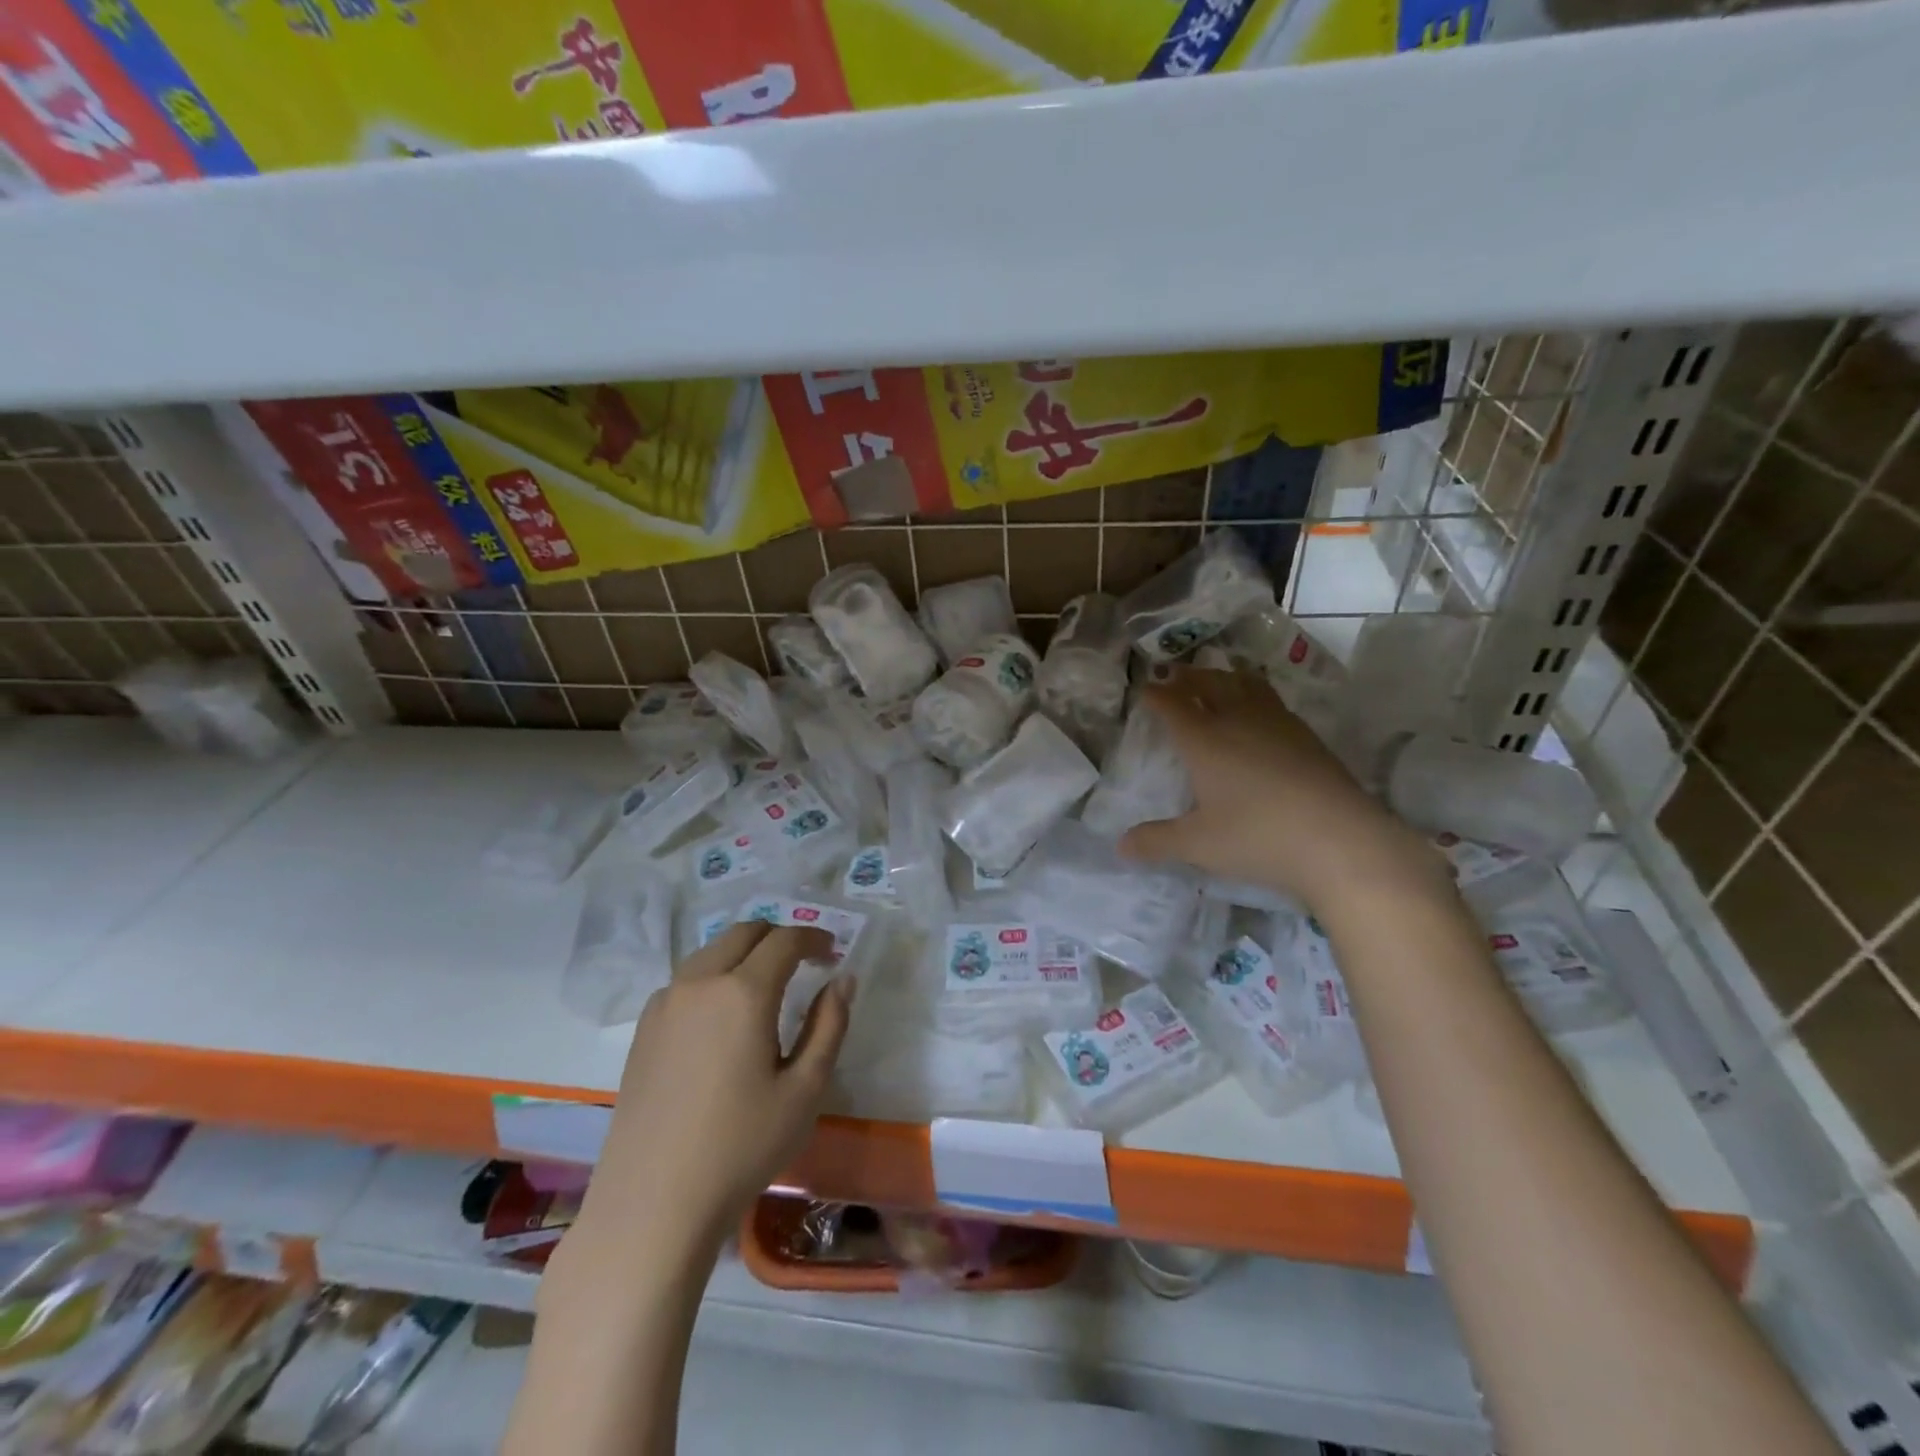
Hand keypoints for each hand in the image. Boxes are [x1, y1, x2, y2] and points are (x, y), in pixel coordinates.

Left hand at [579, 922, 851, 1255]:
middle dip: (779, 937)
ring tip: (767, 985)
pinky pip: (687, 979)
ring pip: (711, 951)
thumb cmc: (741, 1147)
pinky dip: (715, 975)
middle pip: (744, 932)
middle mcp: (700, 982)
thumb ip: (829, 1025)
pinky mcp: (644, 1028)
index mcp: (743, 991)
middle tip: (805, 963)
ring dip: (745, 953)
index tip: (833, 953)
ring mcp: (665, 1002)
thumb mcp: (805, 1090)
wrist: (652, 1204)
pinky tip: (724, 1016)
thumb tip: (843, 980)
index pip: (785, 940)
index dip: (814, 938)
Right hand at [1118, 666, 1444, 913]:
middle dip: (1187, 676)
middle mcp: (1238, 720)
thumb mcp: (1199, 845)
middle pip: (1209, 683)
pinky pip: (1272, 701)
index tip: (1143, 689)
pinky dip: (1254, 695)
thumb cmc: (1258, 837)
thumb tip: (1121, 846)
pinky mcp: (1307, 736)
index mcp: (1204, 739)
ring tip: (1216, 679)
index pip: (1172, 704)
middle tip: (1174, 675)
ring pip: (1245, 685)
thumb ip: (1157, 842)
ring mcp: (1278, 724)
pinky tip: (1259, 714)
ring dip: (1224, 677)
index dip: (1154, 694)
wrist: (1341, 841)